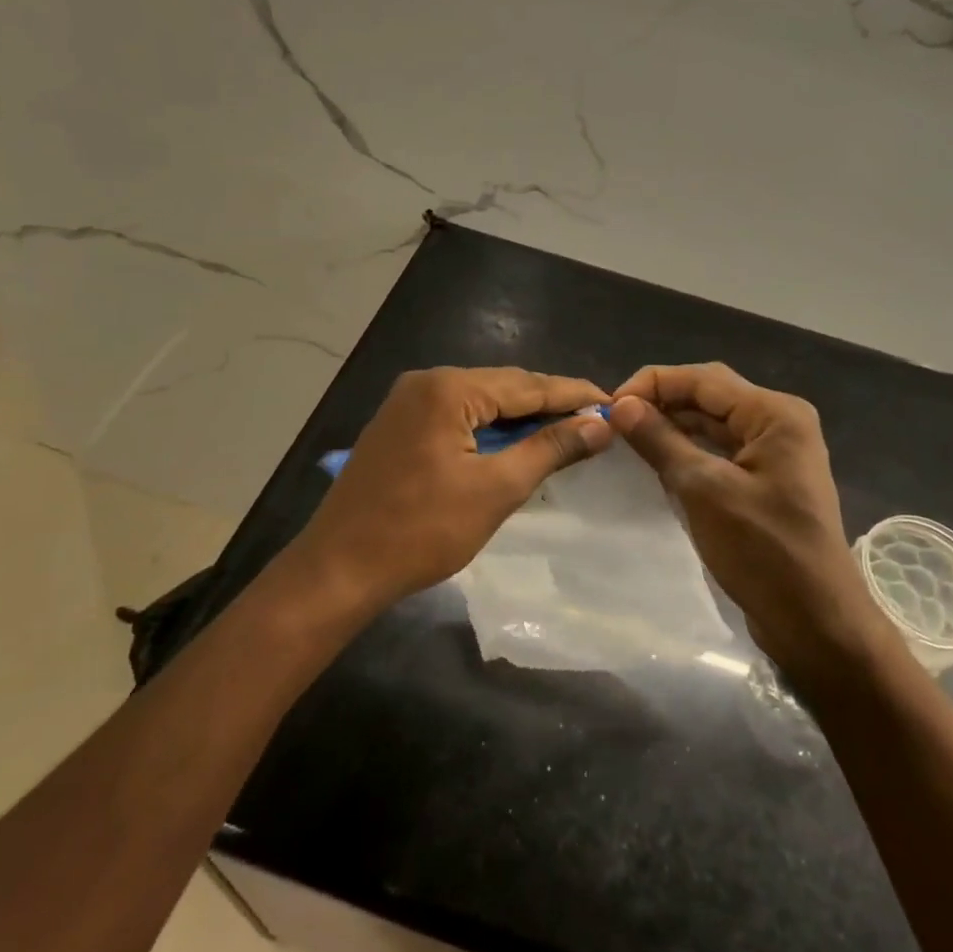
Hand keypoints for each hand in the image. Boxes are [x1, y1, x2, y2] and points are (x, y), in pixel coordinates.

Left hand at [288, 366, 611, 614]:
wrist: (338, 570)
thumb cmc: (421, 531)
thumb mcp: (496, 489)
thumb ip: (550, 449)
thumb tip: (599, 423)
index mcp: (448, 388)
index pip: (527, 384)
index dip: (573, 393)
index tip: (614, 402)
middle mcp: (426, 382)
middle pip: (503, 387)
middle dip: (548, 404)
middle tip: (594, 420)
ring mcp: (406, 402)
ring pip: (480, 402)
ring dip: (520, 417)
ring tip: (565, 431)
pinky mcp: (398, 426)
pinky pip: (457, 416)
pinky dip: (489, 429)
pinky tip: (515, 443)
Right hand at [610, 364, 872, 683]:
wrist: (816, 624)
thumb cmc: (764, 552)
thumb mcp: (705, 492)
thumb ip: (662, 442)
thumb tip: (621, 405)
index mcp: (775, 414)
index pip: (704, 379)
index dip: (653, 383)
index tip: (610, 405)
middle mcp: (779, 422)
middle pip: (710, 396)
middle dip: (662, 402)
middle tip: (614, 422)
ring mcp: (775, 453)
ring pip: (714, 424)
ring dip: (673, 426)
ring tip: (628, 437)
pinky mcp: (766, 480)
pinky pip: (721, 451)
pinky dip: (689, 451)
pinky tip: (658, 461)